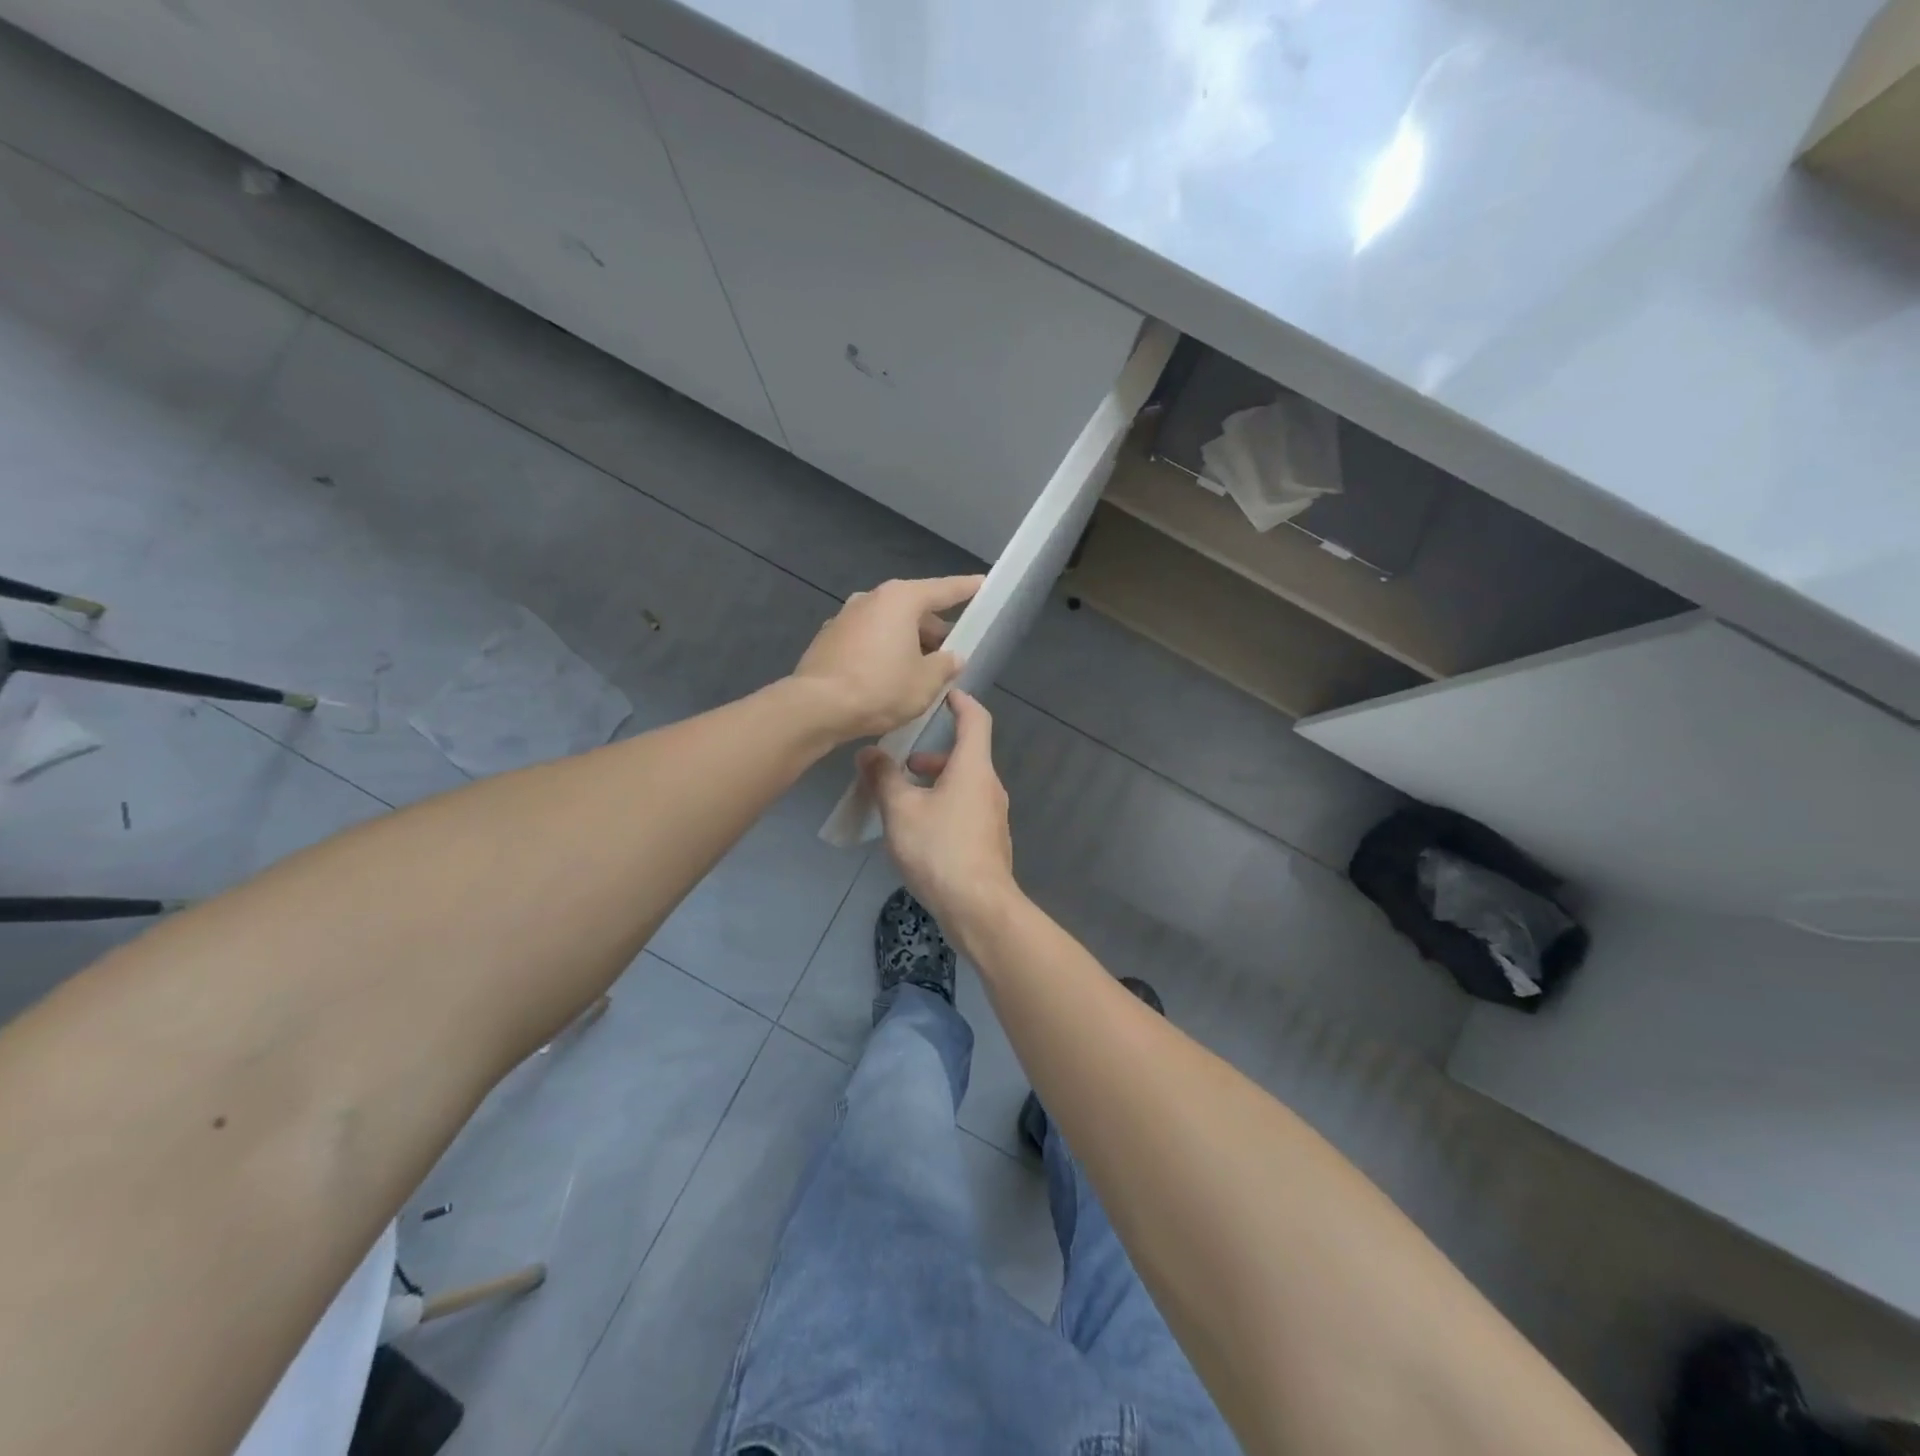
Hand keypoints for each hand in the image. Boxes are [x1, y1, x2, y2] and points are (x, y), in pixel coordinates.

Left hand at [792, 576, 983, 739]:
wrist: (816, 707)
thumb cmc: (880, 688)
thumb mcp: (926, 682)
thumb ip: (945, 666)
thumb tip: (952, 657)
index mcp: (901, 599)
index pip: (944, 590)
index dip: (967, 588)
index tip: (983, 583)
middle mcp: (871, 599)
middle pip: (914, 609)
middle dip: (935, 629)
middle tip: (952, 652)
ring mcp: (845, 617)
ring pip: (889, 625)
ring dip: (908, 642)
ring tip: (922, 671)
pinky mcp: (829, 639)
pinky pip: (868, 639)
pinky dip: (884, 651)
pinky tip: (890, 678)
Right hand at [858, 690, 1015, 936]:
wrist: (978, 907)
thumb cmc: (939, 849)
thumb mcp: (900, 810)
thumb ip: (883, 778)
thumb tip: (868, 753)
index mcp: (973, 768)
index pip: (975, 719)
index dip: (961, 702)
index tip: (944, 694)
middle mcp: (990, 786)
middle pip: (966, 756)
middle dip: (934, 755)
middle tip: (904, 763)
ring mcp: (993, 816)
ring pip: (965, 785)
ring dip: (936, 783)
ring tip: (903, 800)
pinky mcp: (990, 841)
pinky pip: (966, 809)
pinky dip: (945, 805)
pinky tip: (920, 831)